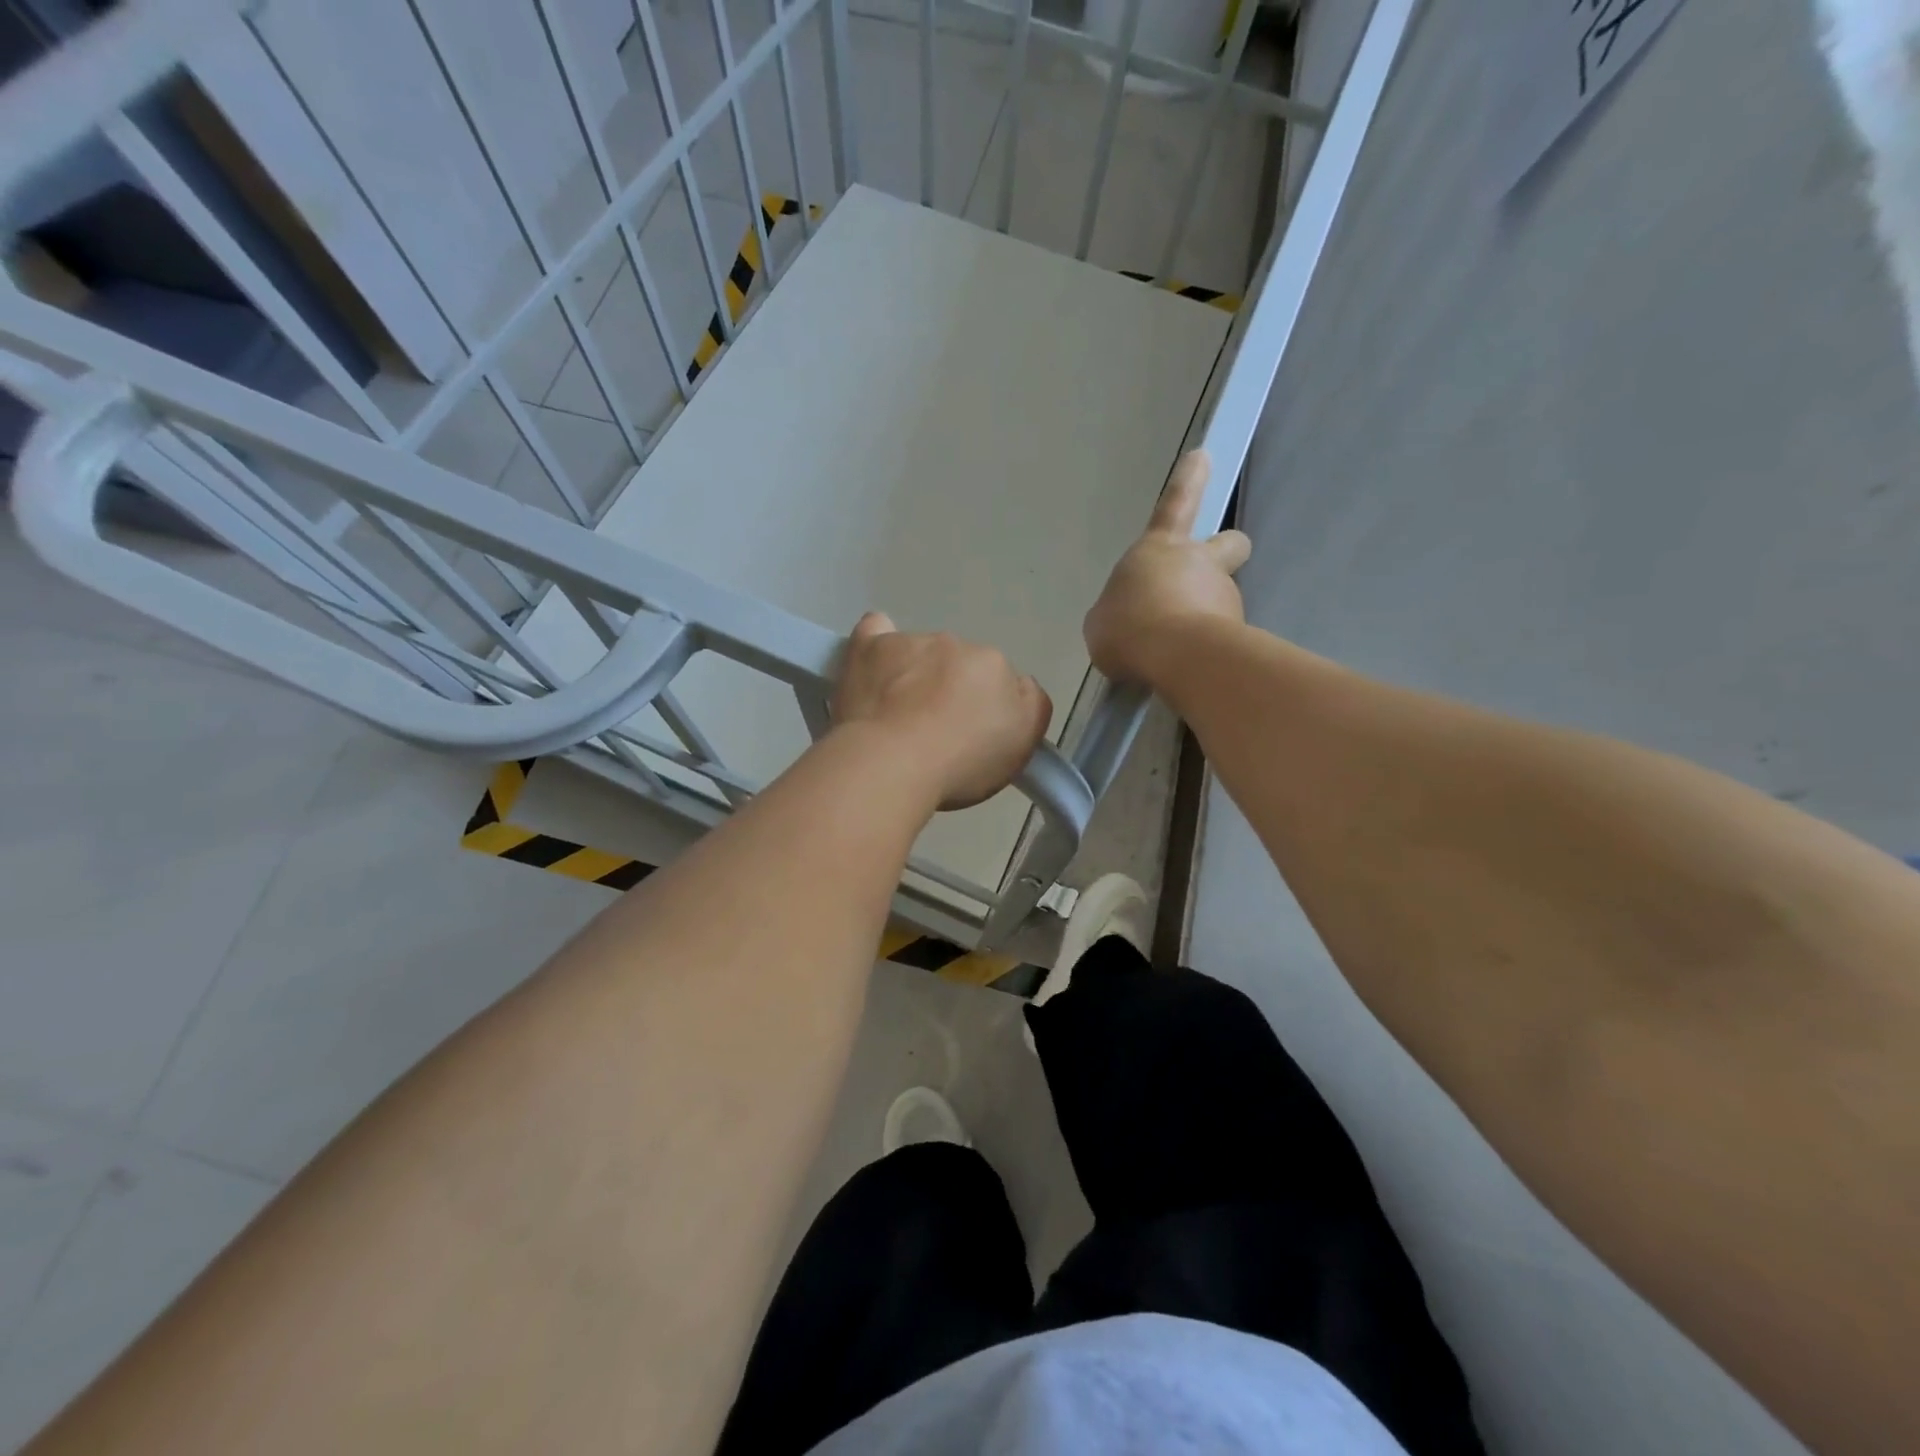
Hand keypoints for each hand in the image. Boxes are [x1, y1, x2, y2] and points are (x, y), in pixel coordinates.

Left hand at [831, 613, 1053, 810]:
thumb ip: (1030, 708)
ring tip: (898, 717)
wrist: (893, 762)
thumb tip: (1020, 687)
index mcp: (995, 665)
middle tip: (935, 732)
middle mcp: (955, 644)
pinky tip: (874, 663)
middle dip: (950, 691)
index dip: (985, 710)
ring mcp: (910, 642)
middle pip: (958, 665)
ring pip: (919, 653)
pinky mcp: (869, 647)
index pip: (998, 681)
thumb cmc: (961, 762)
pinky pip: (876, 630)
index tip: (971, 738)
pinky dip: (877, 644)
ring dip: (915, 675)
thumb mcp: (1021, 747)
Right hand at [1083, 450, 1251, 686]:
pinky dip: (1205, 651)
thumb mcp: (1102, 621)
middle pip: (1229, 544)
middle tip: (1211, 574)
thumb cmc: (1128, 627)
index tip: (1202, 457)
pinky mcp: (1238, 631)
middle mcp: (1199, 564)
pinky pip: (1220, 637)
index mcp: (1159, 549)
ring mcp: (1224, 596)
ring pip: (1221, 598)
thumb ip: (1118, 612)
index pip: (1175, 504)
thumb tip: (1130, 620)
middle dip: (1225, 551)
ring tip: (1176, 654)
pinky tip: (1186, 671)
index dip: (1188, 481)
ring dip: (1204, 617)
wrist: (1177, 656)